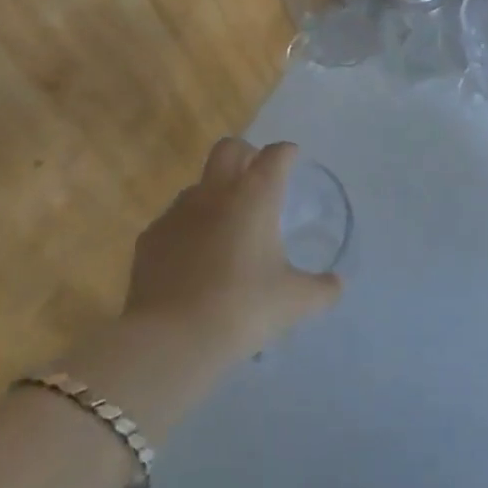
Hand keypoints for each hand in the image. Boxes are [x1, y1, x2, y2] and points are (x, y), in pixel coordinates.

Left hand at [58, 139, 340, 438]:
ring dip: (213, 194)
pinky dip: (186, 230)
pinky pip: (172, 221)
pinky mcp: (150, 238)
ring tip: (225, 227)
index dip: (286, 153)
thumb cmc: (243, 308)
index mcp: (255, 195)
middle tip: (256, 178)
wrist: (171, 339)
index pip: (276, 154)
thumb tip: (337, 286)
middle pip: (229, 148)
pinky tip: (192, 260)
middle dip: (245, 154)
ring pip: (198, 185)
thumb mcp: (294, 302)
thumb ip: (321, 290)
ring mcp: (177, 212)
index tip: (293, 160)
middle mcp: (216, 192)